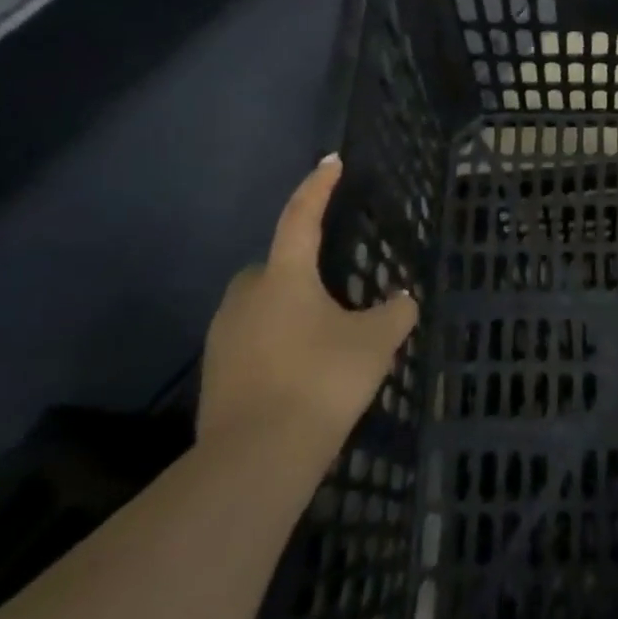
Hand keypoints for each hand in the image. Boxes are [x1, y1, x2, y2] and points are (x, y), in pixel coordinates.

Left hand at [198, 156, 417, 453]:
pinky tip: (300, 370)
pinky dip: (275, 342)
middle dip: (299, 267)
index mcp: (285, 276)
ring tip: (322, 336)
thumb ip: (395, 313)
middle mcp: (247, 295)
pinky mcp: (216, 371)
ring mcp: (224, 335)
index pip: (302, 216)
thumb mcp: (375, 343)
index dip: (318, 187)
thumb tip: (401, 300)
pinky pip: (251, 339)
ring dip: (287, 309)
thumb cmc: (321, 380)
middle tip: (333, 288)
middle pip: (274, 266)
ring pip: (261, 305)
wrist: (256, 457)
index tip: (331, 161)